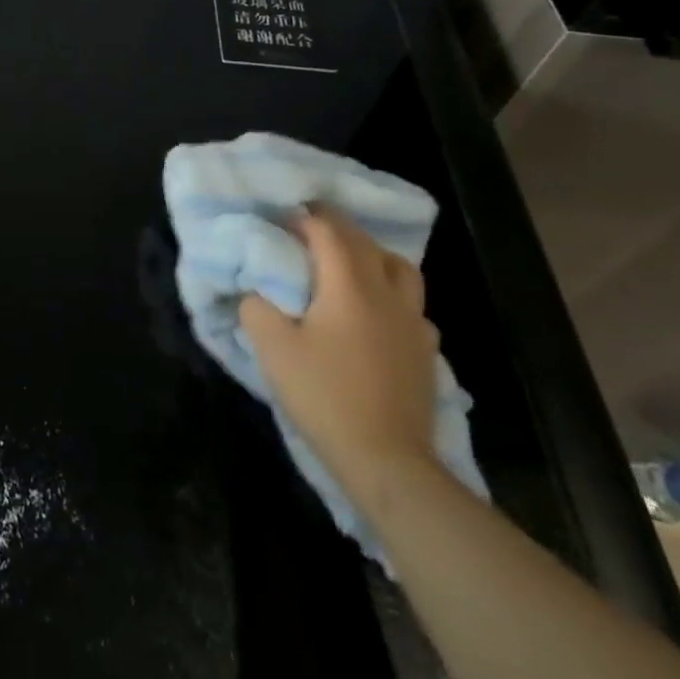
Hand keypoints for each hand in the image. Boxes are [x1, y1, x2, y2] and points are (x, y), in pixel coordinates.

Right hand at [238, 208, 440, 501]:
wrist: (386, 459)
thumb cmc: (324, 396)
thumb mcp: (273, 348)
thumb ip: (256, 307)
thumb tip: (255, 289)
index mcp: (349, 285)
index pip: (329, 232)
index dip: (304, 219)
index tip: (281, 219)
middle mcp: (386, 293)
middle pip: (365, 243)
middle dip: (335, 228)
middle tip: (307, 230)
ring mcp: (413, 322)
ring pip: (399, 268)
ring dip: (371, 255)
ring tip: (348, 265)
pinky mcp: (425, 350)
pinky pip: (410, 305)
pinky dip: (390, 294)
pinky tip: (375, 314)